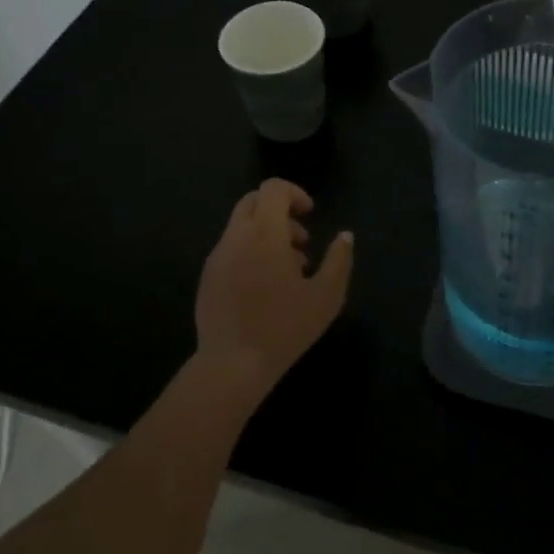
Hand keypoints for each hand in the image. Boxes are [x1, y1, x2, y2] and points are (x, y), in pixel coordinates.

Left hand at [194, 179, 354, 401]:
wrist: (232, 365)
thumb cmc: (284, 327)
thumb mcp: (326, 296)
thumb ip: (339, 260)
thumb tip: (345, 236)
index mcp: (264, 233)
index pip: (272, 188)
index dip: (294, 193)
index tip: (310, 215)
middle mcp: (235, 237)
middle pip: (253, 201)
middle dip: (280, 211)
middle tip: (300, 241)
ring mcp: (217, 256)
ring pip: (241, 225)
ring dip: (266, 234)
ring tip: (288, 270)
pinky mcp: (207, 276)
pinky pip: (230, 248)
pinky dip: (250, 251)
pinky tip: (264, 287)